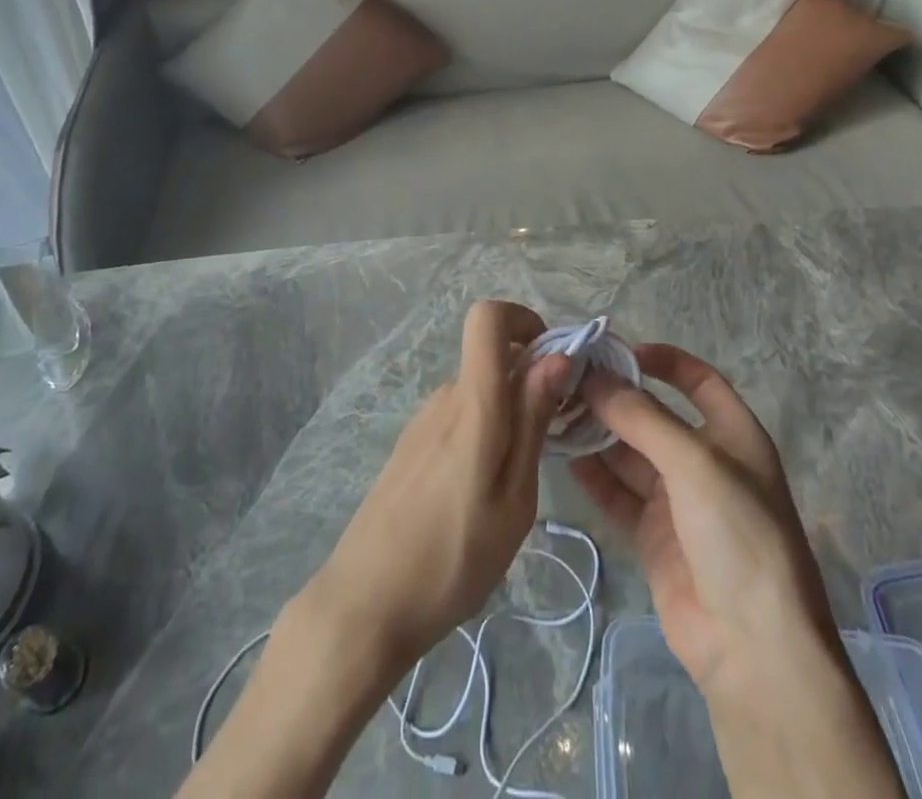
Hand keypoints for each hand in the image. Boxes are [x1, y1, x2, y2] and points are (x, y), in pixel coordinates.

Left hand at [179, 302, 569, 798]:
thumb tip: (556, 356)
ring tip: (514, 486)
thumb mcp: (513, 500)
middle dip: (529, 382)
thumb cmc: (452, 559)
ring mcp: (424, 420)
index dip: (522, 319)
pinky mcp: (412, 443)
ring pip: (479, 391)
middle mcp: (444, 397)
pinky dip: (483, 433)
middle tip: (551, 443)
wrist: (365, 603)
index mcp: (472, 404)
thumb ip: (532, 422)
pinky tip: (479, 494)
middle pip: (491, 358)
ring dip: (507, 414)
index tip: (553, 361)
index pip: (486, 317)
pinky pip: (459, 416)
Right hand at [572, 345, 899, 797]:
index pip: (697, 380)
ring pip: (630, 454)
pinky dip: (594, 475)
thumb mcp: (693, 462)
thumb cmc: (738, 535)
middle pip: (653, 416)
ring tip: (555, 411)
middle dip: (614, 398)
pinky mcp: (654, 536)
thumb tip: (593, 376)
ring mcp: (678, 501)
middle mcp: (705, 461)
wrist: (754, 649)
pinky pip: (618, 493)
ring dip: (597, 434)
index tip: (616, 350)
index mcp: (733, 435)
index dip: (662, 360)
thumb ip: (640, 416)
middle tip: (566, 380)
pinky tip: (563, 455)